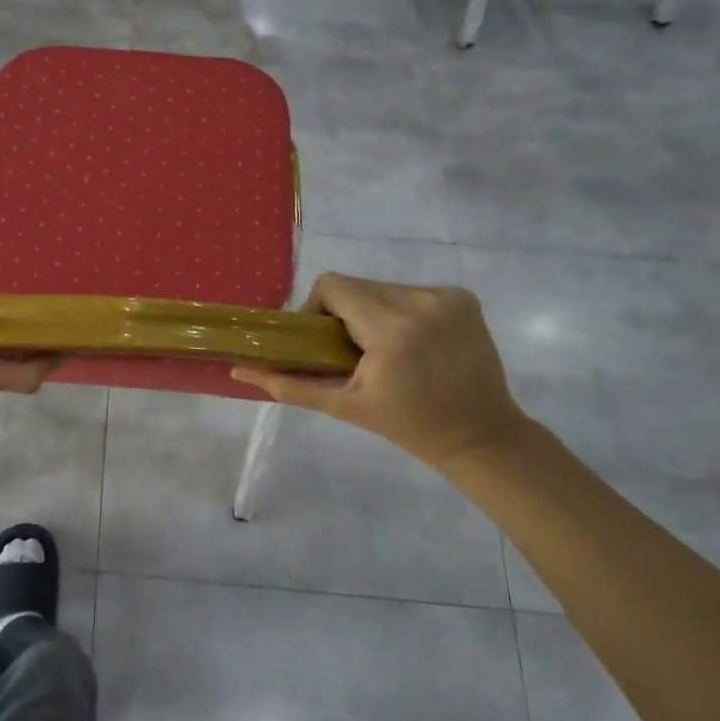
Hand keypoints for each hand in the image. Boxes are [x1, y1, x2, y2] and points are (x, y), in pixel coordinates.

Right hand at [232, 274, 529, 470]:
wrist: (481, 435)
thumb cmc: (407, 425)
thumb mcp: (343, 406)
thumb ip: (289, 383)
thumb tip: (238, 370)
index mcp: (391, 329)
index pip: (333, 285)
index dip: (317, 308)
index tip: (324, 341)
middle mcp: (422, 301)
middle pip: (357, 286)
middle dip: (345, 314)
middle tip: (350, 352)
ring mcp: (448, 296)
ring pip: (382, 287)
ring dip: (372, 312)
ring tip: (383, 351)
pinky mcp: (464, 297)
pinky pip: (411, 291)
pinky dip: (401, 311)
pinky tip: (412, 343)